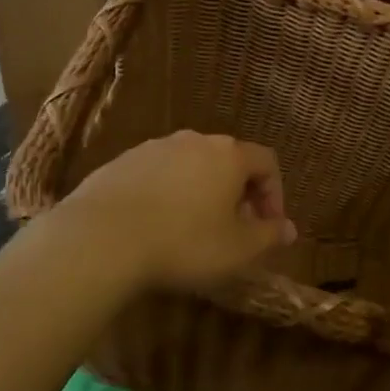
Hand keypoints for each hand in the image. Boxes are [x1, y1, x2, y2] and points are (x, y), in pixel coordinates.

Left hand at [60, 130, 295, 291]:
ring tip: (194, 228)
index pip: (267, 162)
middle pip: (228, 160)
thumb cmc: (184, 242)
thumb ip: (269, 236)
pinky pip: (158, 174)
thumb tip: (289, 229)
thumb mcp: (238, 249)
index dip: (275, 194)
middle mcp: (194, 141)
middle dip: (238, 193)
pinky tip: (156, 225)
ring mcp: (153, 147)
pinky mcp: (121, 162)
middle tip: (235, 228)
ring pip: (191, 166)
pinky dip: (167, 194)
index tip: (268, 226)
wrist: (101, 239)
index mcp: (228, 155)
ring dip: (202, 191)